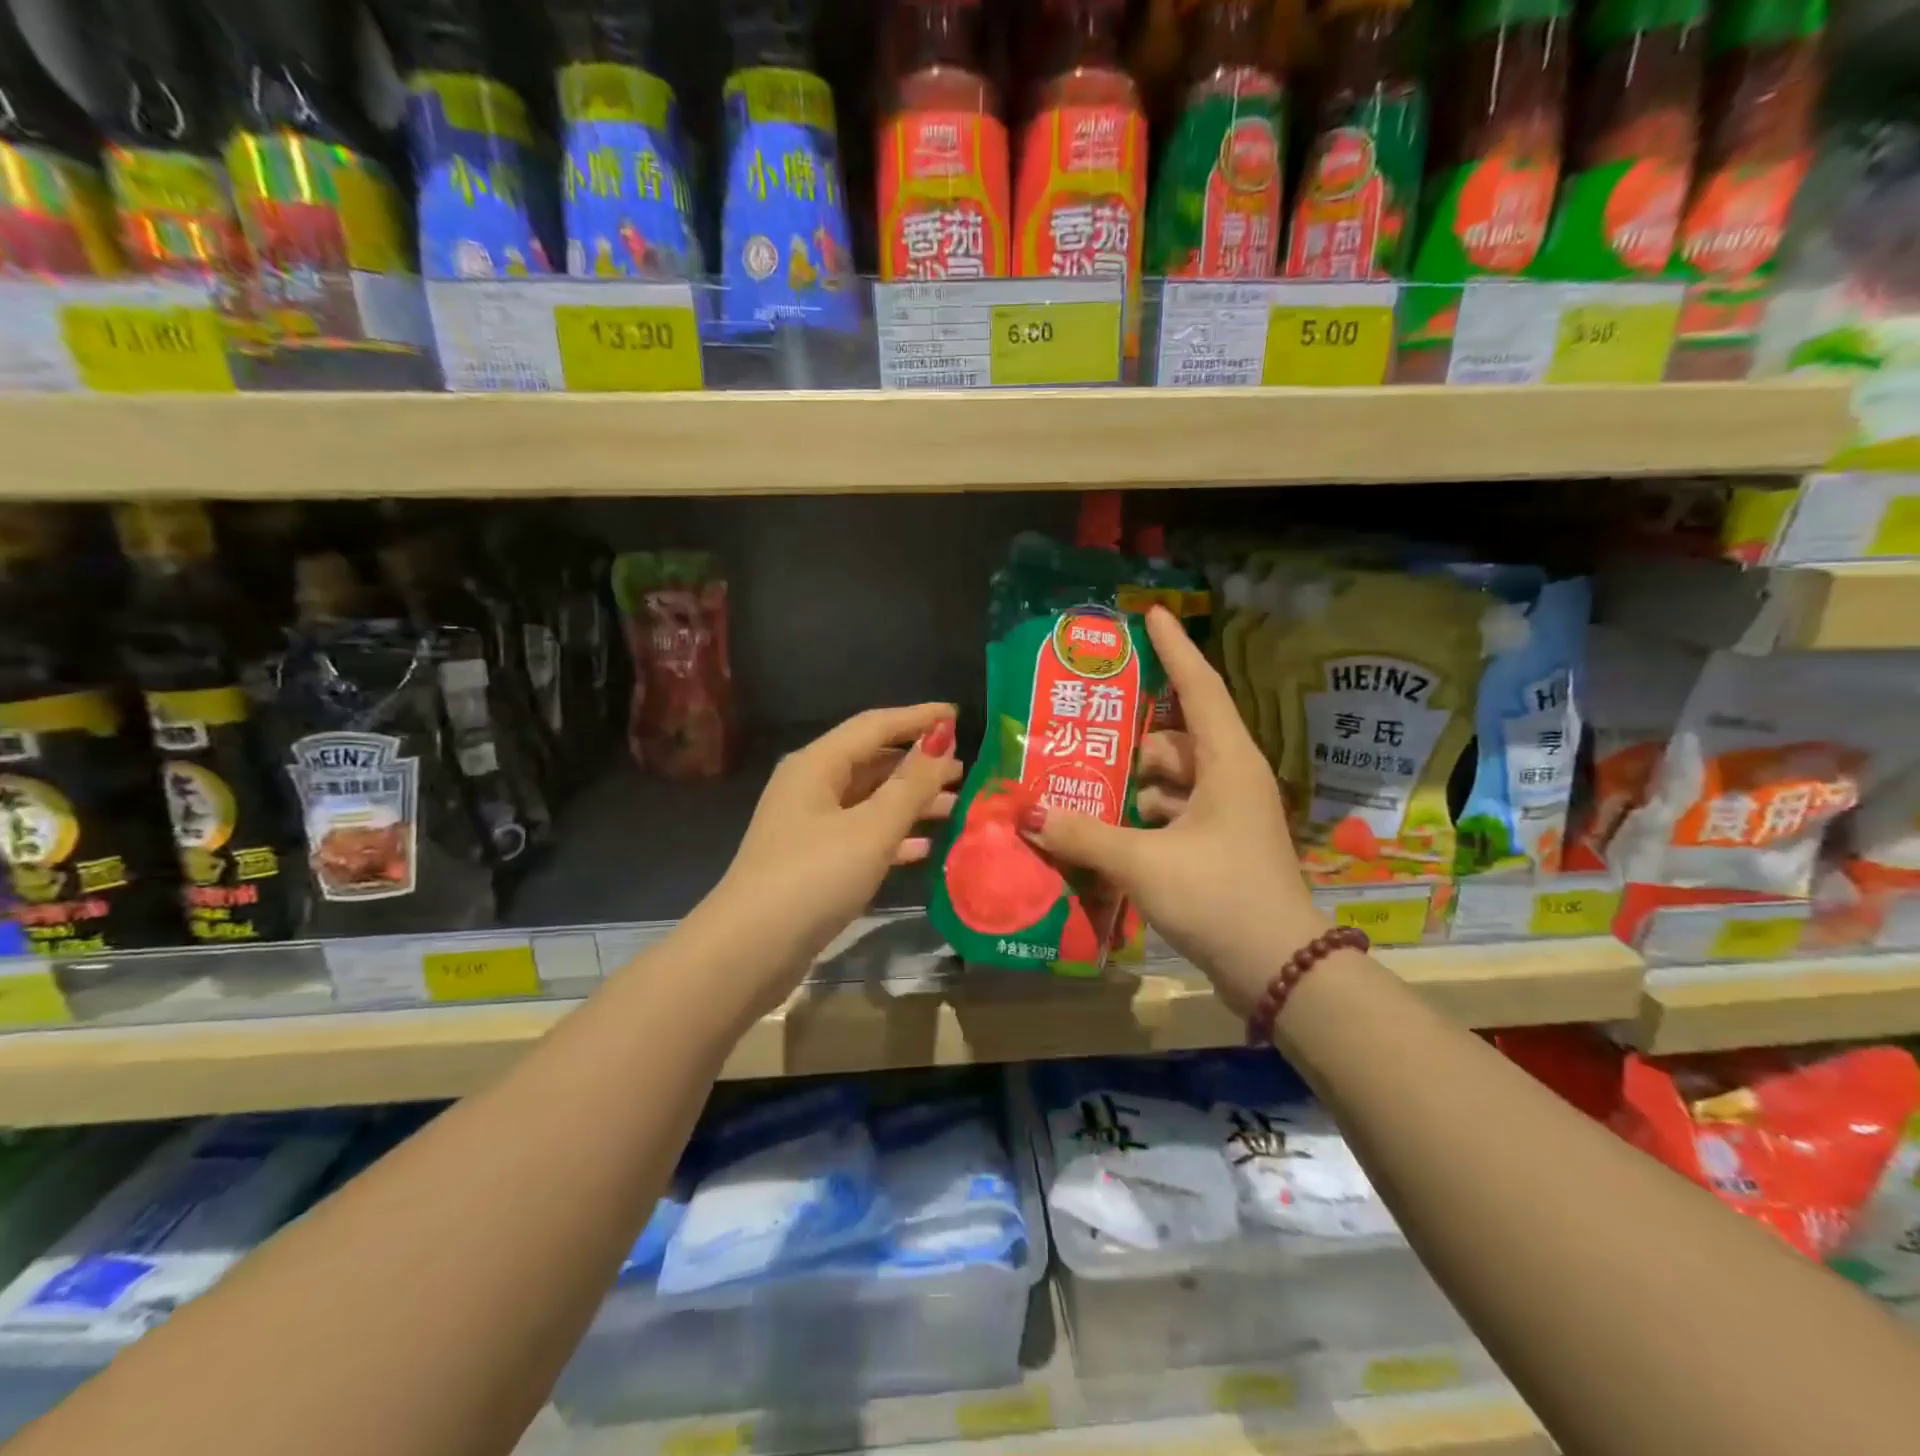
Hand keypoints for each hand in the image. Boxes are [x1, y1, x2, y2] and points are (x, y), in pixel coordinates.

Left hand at [696, 705, 960, 1008]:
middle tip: (965, 770)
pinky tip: (925, 848)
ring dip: (911, 802)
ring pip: (869, 801)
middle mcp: (810, 786)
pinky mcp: (812, 861)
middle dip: (918, 765)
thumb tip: (942, 739)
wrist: (749, 950)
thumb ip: (911, 783)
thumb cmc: (814, 877)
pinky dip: (892, 837)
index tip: (958, 715)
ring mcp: (809, 826)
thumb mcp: (872, 828)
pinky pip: (861, 835)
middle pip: (872, 762)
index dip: (918, 718)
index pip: (875, 725)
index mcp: (817, 765)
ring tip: (955, 807)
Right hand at [1018, 607, 1324, 1016]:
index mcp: (1227, 763)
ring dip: (1133, 783)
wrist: (1280, 970)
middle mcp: (1231, 779)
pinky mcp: (1219, 846)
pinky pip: (1174, 812)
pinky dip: (1143, 815)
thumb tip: (1030, 813)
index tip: (1152, 614)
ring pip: (1172, 779)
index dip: (1175, 648)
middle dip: (1132, 738)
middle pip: (1175, 739)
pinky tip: (1109, 830)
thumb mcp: (1144, 862)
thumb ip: (1084, 835)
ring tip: (1084, 787)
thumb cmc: (1220, 897)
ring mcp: (1227, 815)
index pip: (1199, 687)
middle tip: (1084, 735)